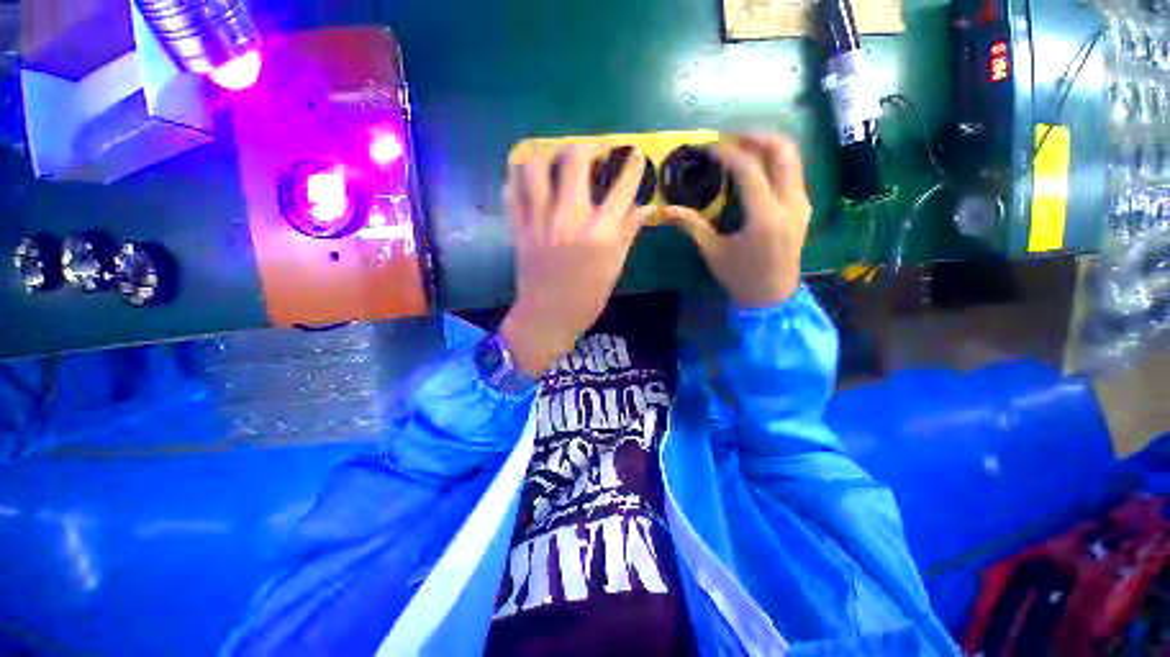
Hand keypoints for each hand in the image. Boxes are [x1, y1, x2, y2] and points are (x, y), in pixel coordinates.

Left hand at [500, 145, 653, 375]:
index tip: (635, 155)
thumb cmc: (587, 298)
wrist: (547, 317)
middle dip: (587, 147)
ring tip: (556, 162)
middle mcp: (569, 218)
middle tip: (593, 153)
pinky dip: (519, 179)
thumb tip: (646, 207)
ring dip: (548, 156)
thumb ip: (628, 233)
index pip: (622, 186)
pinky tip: (530, 182)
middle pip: (575, 160)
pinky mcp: (518, 228)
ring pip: (536, 166)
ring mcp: (539, 220)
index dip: (633, 165)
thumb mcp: (614, 268)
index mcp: (599, 233)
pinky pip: (512, 191)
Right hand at [665, 134, 810, 308]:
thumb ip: (692, 226)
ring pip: (792, 158)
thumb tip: (667, 210)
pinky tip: (755, 168)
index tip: (708, 147)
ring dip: (767, 146)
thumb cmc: (740, 277)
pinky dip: (775, 161)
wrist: (772, 297)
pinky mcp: (803, 208)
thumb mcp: (713, 252)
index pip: (748, 169)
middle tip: (729, 138)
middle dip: (755, 137)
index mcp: (765, 216)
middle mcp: (789, 203)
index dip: (727, 153)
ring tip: (741, 147)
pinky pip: (793, 172)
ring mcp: (801, 204)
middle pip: (781, 151)